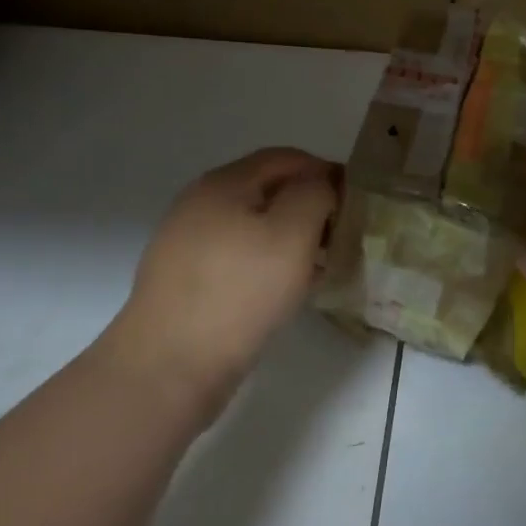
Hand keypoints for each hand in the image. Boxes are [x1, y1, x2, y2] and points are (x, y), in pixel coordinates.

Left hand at [96, 148, 339, 411]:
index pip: (287, 158)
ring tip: (319, 266)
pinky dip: (266, 263)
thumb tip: (321, 184)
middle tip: (342, 236)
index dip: (326, 172)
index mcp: (224, 183)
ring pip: (252, 226)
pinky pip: (237, 257)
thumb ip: (314, 195)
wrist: (169, 367)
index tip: (356, 203)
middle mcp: (200, 204)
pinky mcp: (184, 280)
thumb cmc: (239, 292)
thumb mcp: (292, 234)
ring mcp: (187, 243)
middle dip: (309, 206)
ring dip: (290, 238)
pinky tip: (284, 291)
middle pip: (267, 190)